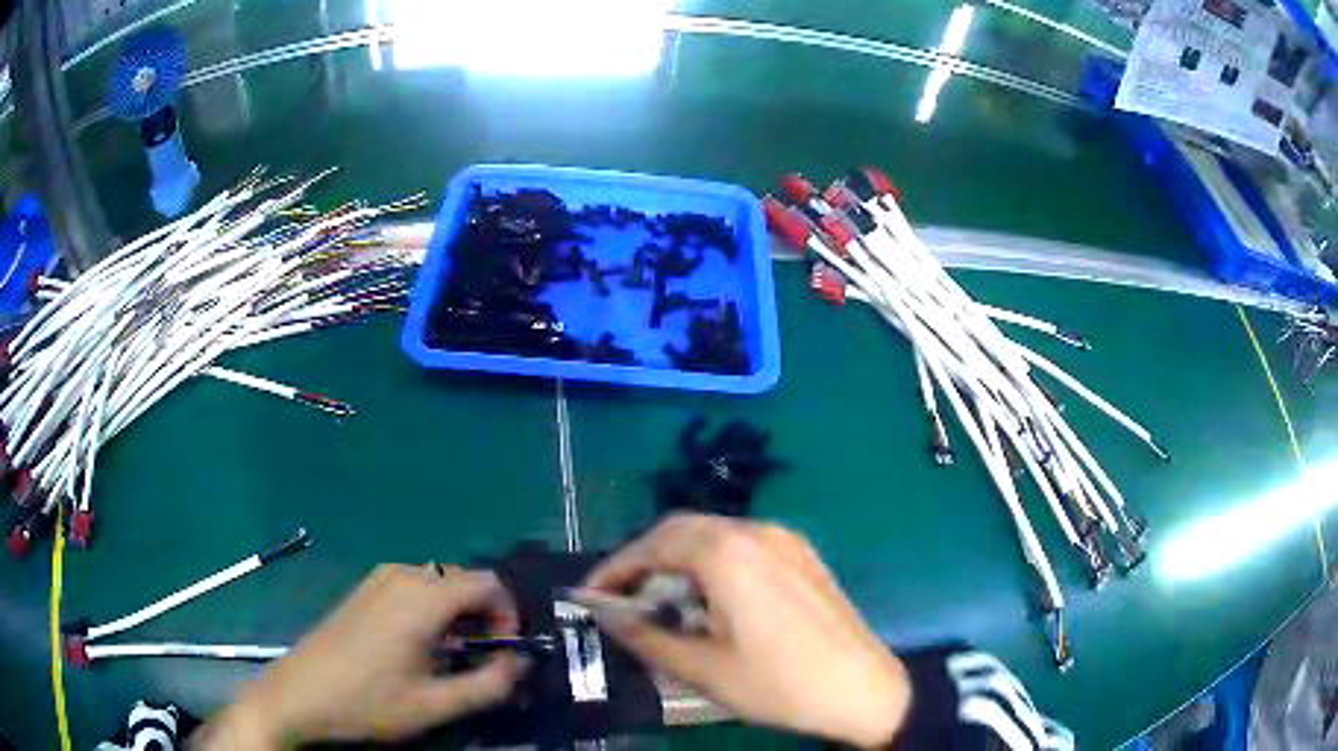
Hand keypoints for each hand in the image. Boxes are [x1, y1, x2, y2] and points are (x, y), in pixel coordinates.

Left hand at [192, 565, 528, 748]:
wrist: (300, 694)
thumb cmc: (368, 701)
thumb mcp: (435, 704)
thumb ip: (491, 684)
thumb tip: (522, 663)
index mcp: (423, 597)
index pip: (490, 584)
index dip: (509, 616)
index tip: (503, 652)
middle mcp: (403, 575)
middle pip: (465, 580)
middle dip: (485, 616)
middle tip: (480, 659)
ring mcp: (379, 579)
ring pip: (440, 583)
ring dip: (458, 615)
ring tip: (451, 657)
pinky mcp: (365, 589)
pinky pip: (415, 587)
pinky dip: (432, 610)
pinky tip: (418, 646)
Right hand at [583, 515, 910, 747]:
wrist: (864, 689)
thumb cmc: (778, 684)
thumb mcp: (702, 668)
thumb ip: (645, 635)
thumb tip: (603, 613)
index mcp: (728, 553)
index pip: (653, 544)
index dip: (615, 568)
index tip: (590, 595)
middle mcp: (756, 531)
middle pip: (682, 531)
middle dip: (645, 561)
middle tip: (621, 599)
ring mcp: (785, 539)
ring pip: (714, 535)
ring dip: (678, 561)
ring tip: (661, 602)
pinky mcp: (802, 555)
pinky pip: (743, 546)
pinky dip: (712, 563)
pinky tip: (709, 599)